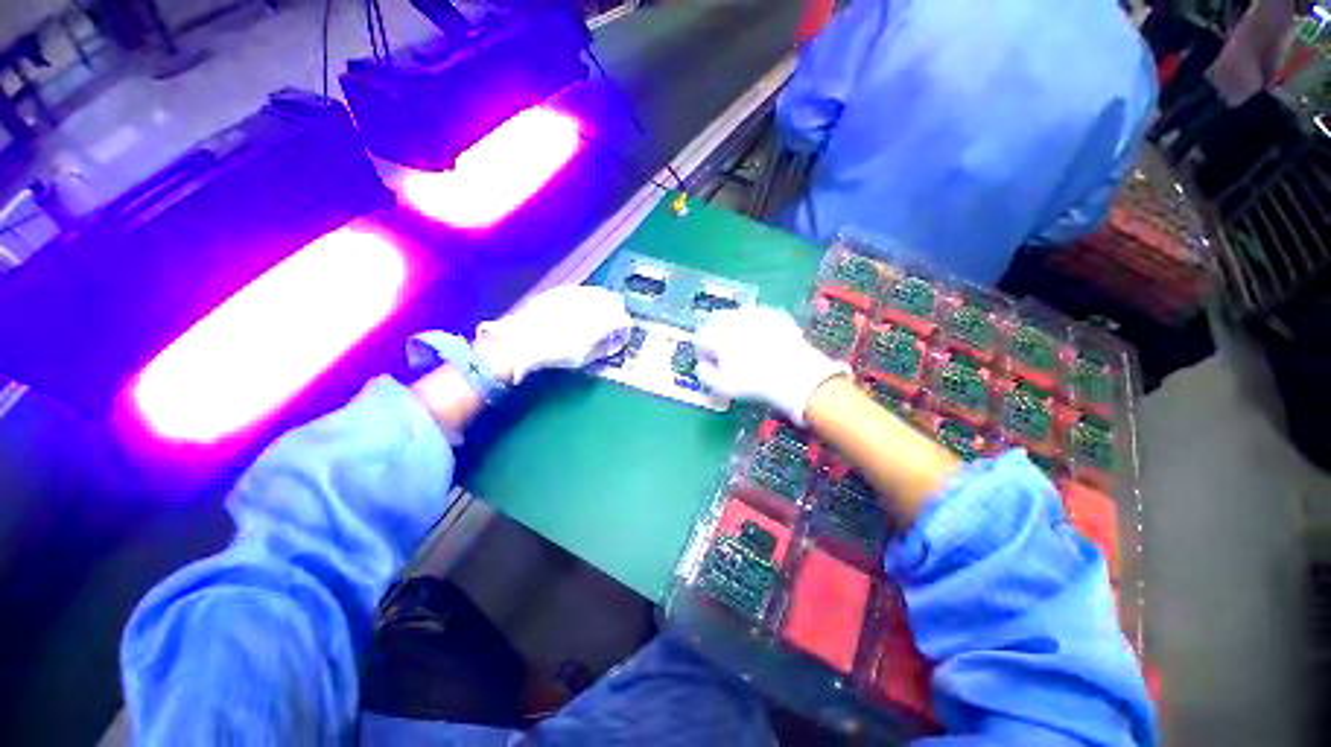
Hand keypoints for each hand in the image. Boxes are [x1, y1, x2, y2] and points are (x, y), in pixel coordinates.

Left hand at [475, 285, 632, 383]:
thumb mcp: (584, 357)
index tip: (623, 335)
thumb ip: (604, 348)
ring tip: (597, 316)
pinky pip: (582, 291)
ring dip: (603, 303)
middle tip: (613, 324)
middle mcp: (592, 302)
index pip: (623, 319)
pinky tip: (579, 309)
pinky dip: (586, 299)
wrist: (521, 340)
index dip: (625, 328)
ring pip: (598, 293)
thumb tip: (614, 343)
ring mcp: (576, 293)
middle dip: (617, 312)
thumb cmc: (556, 353)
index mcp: (602, 320)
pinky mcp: (560, 291)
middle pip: (614, 301)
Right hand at [695, 306, 847, 424]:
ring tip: (743, 346)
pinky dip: (754, 326)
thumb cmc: (755, 383)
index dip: (702, 350)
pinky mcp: (774, 314)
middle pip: (715, 320)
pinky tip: (762, 340)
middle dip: (715, 334)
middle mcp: (734, 318)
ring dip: (733, 328)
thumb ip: (705, 374)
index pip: (701, 336)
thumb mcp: (723, 387)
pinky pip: (757, 316)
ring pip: (736, 316)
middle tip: (722, 351)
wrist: (796, 375)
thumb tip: (702, 365)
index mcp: (718, 334)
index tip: (709, 360)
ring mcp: (756, 313)